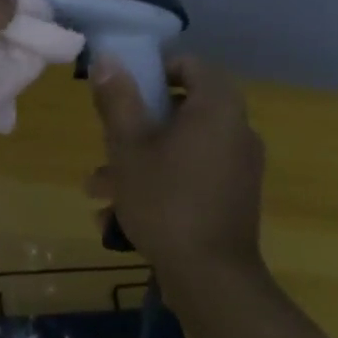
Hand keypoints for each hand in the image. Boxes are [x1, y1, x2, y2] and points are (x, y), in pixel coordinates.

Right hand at [86, 55, 265, 270]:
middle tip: (106, 141)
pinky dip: (161, 182)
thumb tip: (107, 59)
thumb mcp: (128, 147)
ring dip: (140, 160)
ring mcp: (239, 167)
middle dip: (136, 125)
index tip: (125, 90)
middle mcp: (236, 131)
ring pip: (181, 147)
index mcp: (217, 109)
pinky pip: (192, 174)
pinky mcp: (234, 197)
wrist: (211, 279)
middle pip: (182, 109)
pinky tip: (120, 216)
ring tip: (99, 190)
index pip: (192, 65)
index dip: (155, 70)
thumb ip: (117, 99)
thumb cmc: (165, 201)